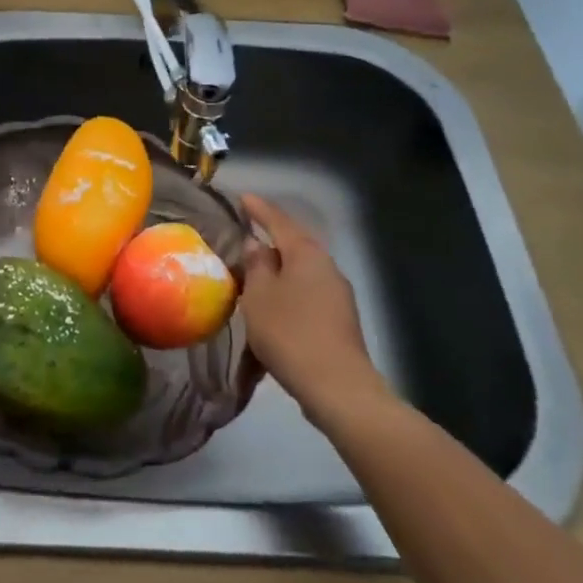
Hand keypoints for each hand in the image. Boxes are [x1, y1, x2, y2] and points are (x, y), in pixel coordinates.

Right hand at [238, 194, 389, 420]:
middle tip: (246, 237)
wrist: (336, 385)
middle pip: (295, 245)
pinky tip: (275, 306)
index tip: (243, 197)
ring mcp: (338, 294)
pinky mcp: (339, 319)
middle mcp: (327, 267)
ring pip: (302, 271)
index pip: (280, 221)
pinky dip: (288, 292)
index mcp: (307, 254)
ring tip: (255, 275)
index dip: (259, 209)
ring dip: (279, 270)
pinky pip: (308, 294)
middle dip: (271, 240)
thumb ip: (256, 266)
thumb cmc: (290, 332)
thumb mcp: (259, 296)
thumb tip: (257, 244)